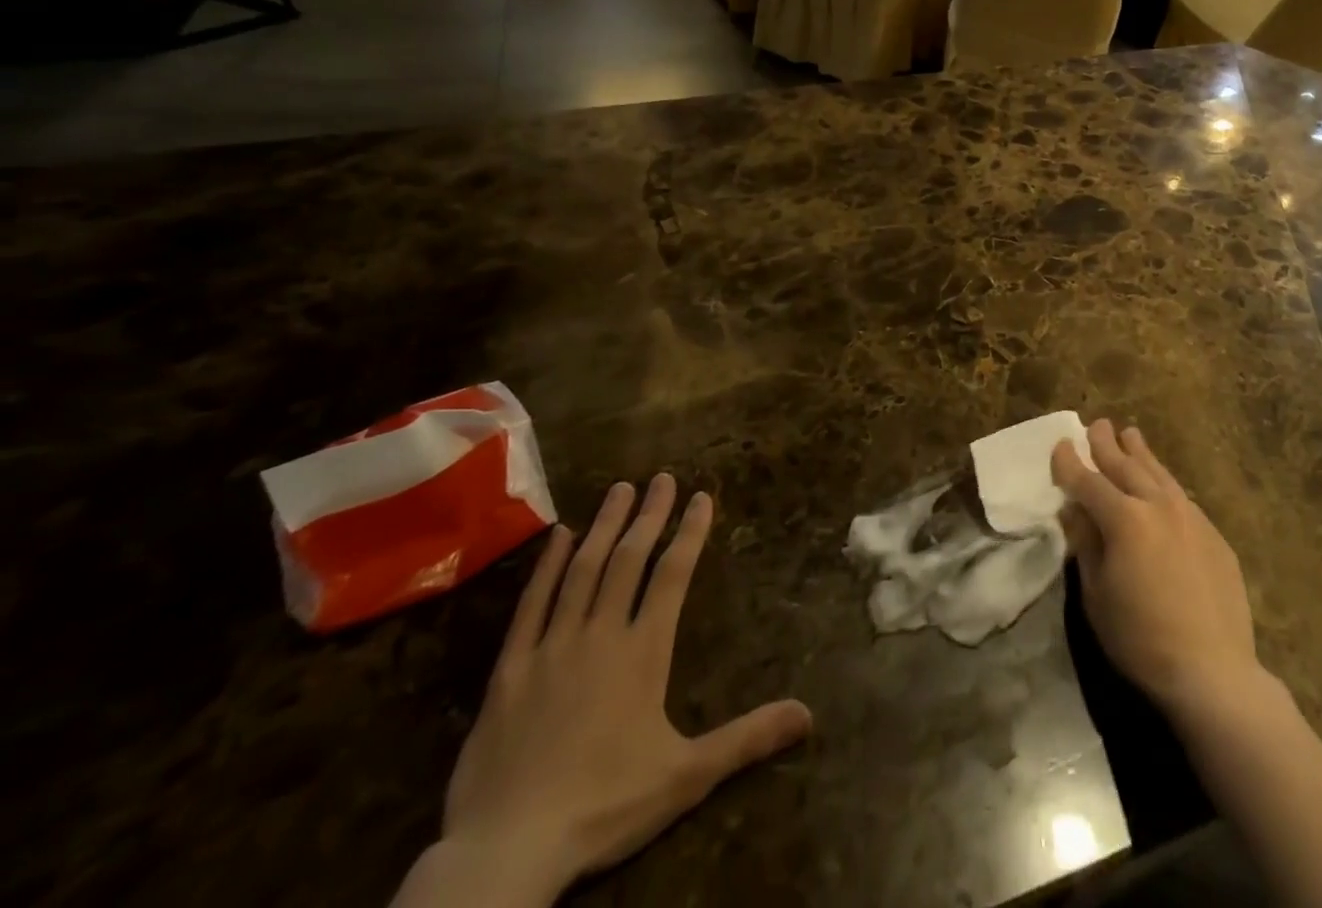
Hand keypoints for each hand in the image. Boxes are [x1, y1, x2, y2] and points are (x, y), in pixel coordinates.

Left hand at [438, 478, 812, 900]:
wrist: (506, 851)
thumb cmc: (604, 807)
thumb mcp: (686, 777)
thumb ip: (747, 738)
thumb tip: (808, 715)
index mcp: (643, 652)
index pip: (673, 575)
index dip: (690, 532)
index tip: (701, 496)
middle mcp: (600, 634)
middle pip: (629, 560)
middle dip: (650, 515)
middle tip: (662, 478)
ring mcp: (552, 646)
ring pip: (582, 570)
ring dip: (605, 526)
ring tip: (620, 488)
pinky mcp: (510, 668)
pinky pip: (532, 604)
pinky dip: (547, 566)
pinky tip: (559, 535)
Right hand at [1052, 420, 1263, 718]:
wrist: (1213, 672)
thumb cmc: (1141, 639)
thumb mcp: (1096, 594)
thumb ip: (1085, 544)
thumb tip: (1074, 511)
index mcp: (1124, 519)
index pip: (1088, 481)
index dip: (1070, 463)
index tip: (1061, 445)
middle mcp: (1158, 505)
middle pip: (1126, 466)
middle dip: (1106, 444)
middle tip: (1097, 425)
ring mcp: (1191, 517)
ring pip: (1158, 473)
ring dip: (1140, 453)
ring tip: (1130, 434)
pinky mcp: (1214, 534)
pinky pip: (1181, 497)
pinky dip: (1163, 483)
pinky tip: (1161, 484)